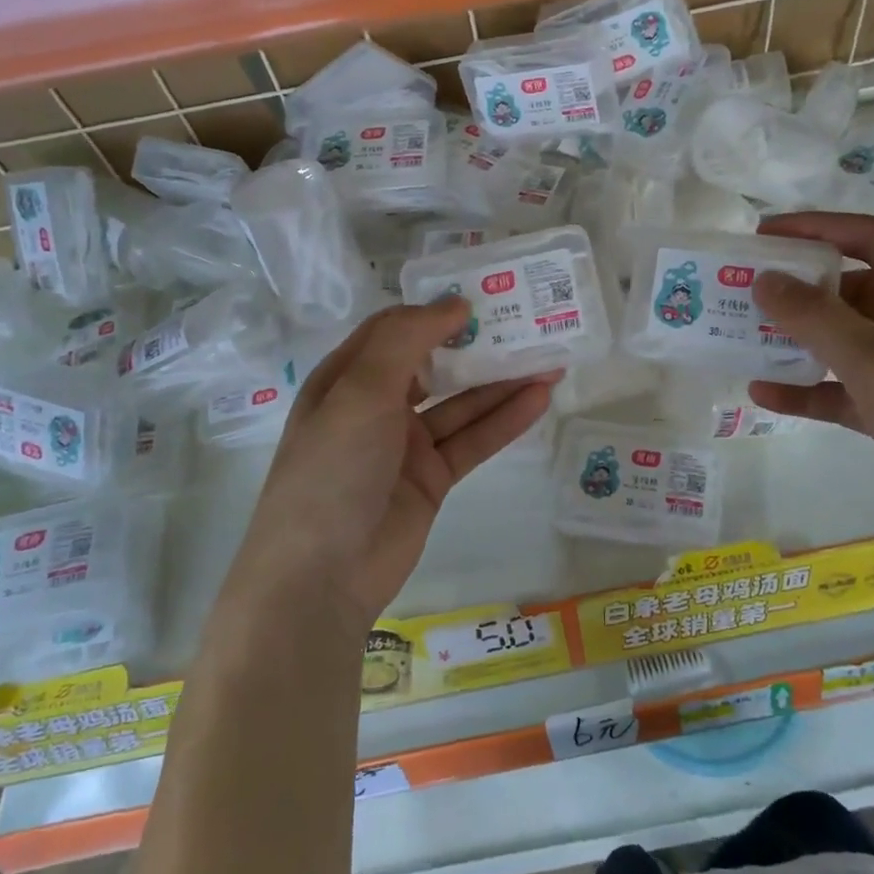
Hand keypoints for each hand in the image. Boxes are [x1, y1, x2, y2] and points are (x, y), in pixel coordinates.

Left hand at [228, 300, 558, 631]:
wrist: (322, 576)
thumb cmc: (332, 468)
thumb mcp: (360, 390)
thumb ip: (407, 339)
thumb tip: (454, 303)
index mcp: (347, 377)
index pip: (395, 330)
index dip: (435, 311)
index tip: (482, 297)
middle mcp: (376, 405)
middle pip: (434, 364)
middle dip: (477, 345)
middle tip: (528, 323)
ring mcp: (405, 444)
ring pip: (461, 403)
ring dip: (502, 382)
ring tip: (551, 358)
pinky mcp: (432, 479)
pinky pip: (472, 441)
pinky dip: (504, 421)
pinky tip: (540, 399)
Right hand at [748, 212, 873, 567]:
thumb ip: (823, 322)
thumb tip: (766, 280)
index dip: (818, 229)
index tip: (761, 236)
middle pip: (858, 289)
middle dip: (801, 289)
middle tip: (742, 292)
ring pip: (849, 341)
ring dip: (799, 339)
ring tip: (742, 337)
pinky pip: (847, 392)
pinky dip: (810, 390)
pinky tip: (764, 395)